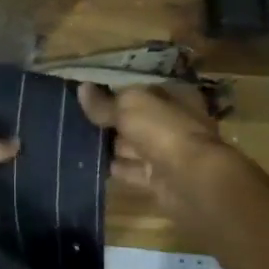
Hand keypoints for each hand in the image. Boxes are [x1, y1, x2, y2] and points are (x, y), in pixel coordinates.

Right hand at [76, 82, 224, 200]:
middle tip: (77, 119)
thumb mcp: (129, 106)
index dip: (118, 92)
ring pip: (134, 146)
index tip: (90, 96)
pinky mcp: (160, 179)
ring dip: (111, 146)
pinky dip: (116, 168)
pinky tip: (91, 164)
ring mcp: (169, 153)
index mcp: (176, 97)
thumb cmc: (164, 130)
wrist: (190, 179)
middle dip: (112, 121)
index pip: (143, 91)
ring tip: (78, 142)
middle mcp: (175, 123)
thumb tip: (82, 88)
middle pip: (138, 119)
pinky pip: (133, 170)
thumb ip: (104, 102)